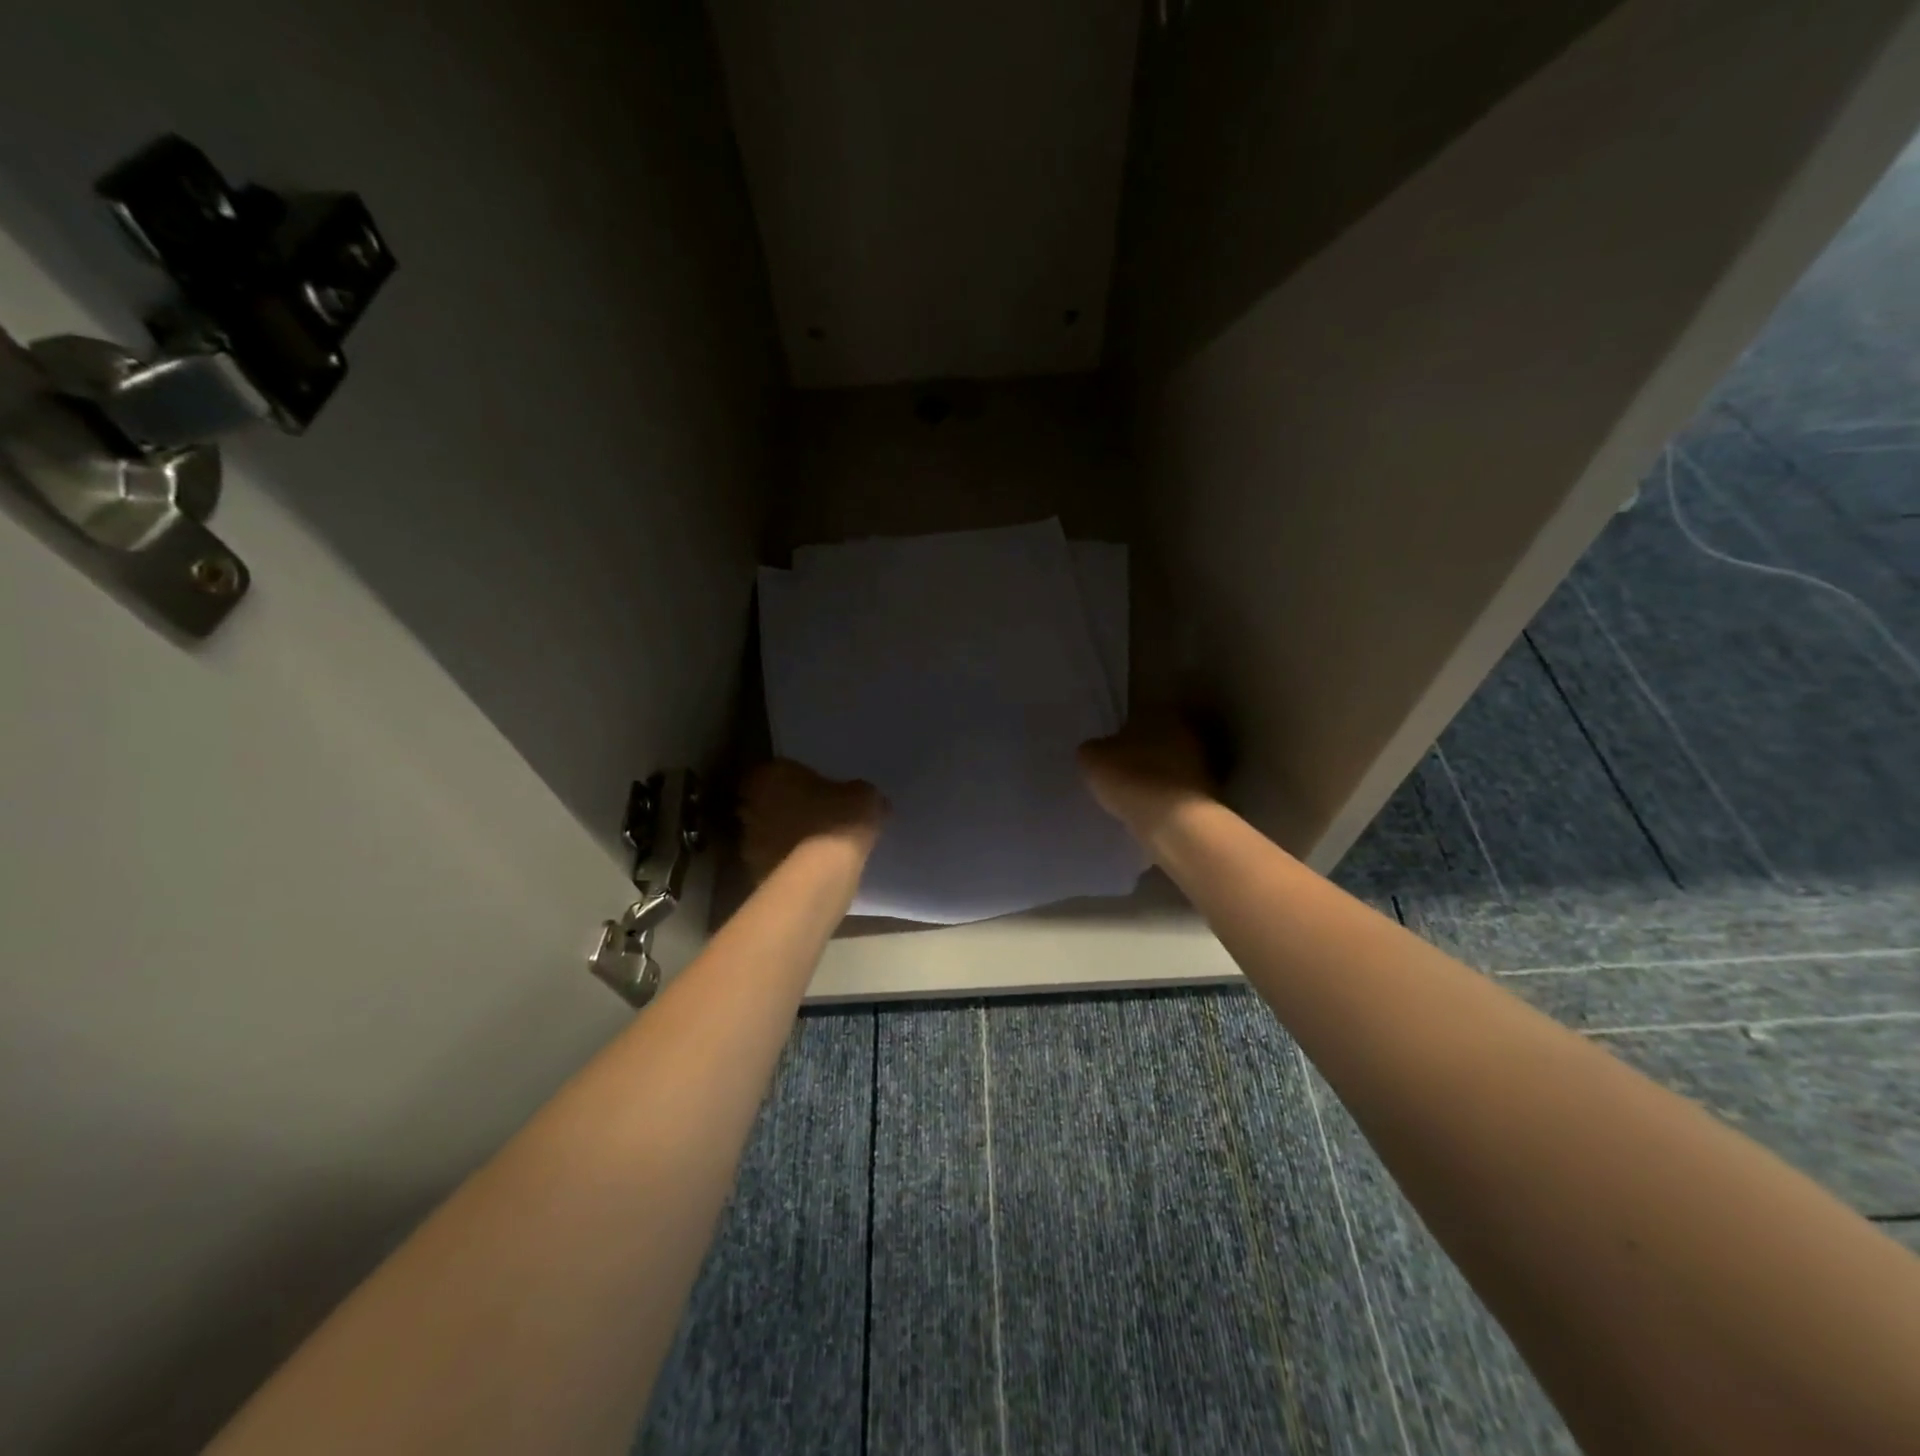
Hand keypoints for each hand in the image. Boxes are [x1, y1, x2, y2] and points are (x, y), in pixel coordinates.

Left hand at [738, 760, 887, 881]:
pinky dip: (786, 864)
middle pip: (764, 802)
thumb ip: (860, 793)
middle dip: (782, 808)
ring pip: (765, 833)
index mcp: (771, 776)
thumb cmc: (839, 820)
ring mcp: (749, 841)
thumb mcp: (864, 797)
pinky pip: (772, 862)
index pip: (774, 771)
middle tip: (812, 815)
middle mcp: (751, 804)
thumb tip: (868, 798)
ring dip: (782, 837)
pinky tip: (810, 869)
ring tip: (813, 846)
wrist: (821, 873)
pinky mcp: (755, 872)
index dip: (792, 779)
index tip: (812, 788)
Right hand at [1077, 715, 1216, 838]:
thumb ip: (1093, 749)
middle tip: (1120, 771)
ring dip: (1156, 775)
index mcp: (1161, 712)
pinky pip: (1178, 789)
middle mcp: (1187, 730)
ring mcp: (1203, 762)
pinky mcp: (1209, 792)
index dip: (1121, 733)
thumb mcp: (1092, 758)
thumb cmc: (1130, 777)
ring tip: (1133, 794)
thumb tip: (1098, 751)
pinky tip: (1149, 808)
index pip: (1138, 715)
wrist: (1174, 821)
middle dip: (1142, 753)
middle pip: (1158, 739)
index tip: (1109, 751)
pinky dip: (1166, 796)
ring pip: (1171, 763)